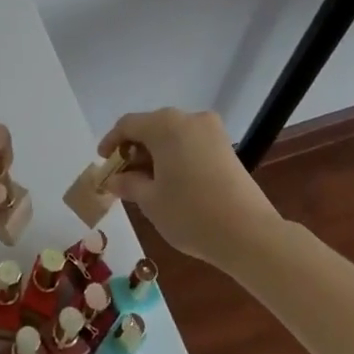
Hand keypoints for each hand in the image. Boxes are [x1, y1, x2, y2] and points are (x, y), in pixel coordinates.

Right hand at [101, 108, 281, 262]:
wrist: (249, 234)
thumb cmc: (190, 213)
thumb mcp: (150, 200)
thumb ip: (128, 184)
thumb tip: (114, 180)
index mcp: (165, 125)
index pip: (127, 125)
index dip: (111, 142)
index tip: (104, 163)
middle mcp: (188, 119)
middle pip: (151, 127)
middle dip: (134, 149)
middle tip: (123, 177)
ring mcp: (211, 132)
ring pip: (172, 136)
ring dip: (155, 154)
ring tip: (147, 183)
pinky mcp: (226, 148)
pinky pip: (191, 144)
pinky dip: (176, 157)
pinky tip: (172, 182)